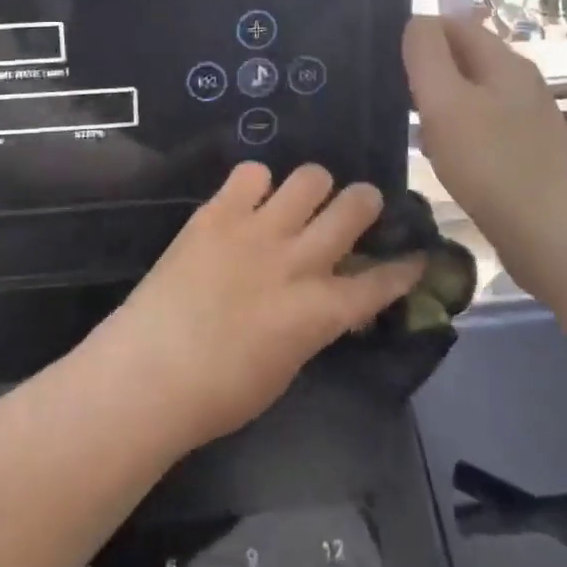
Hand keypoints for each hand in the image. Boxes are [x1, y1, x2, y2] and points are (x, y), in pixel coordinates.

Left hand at [94, 163, 423, 452]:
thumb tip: (322, 304)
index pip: (379, 282)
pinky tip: (249, 200)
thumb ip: (311, 326)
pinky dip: (257, 184)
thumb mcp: (285, 367)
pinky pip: (251, 173)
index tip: (416, 255)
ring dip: (314, 187)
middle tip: (358, 207)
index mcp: (318, 311)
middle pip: (353, 208)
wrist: (149, 372)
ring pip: (309, 177)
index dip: (404, 267)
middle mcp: (297, 260)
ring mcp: (257, 230)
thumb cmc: (218, 394)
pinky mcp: (217, 212)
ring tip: (302, 198)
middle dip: (366, 203)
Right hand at [403, 15, 566, 236]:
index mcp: (503, 61)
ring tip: (409, 129)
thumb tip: (415, 22)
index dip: (416, 34)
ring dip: (437, 106)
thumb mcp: (446, 101)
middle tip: (392, 96)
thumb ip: (426, 54)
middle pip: (462, 58)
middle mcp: (518, 81)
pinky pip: (479, 128)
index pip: (453, 24)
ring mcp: (525, 119)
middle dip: (425, 71)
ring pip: (469, 95)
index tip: (384, 62)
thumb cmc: (492, 164)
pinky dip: (454, 134)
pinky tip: (440, 159)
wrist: (556, 239)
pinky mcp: (525, 153)